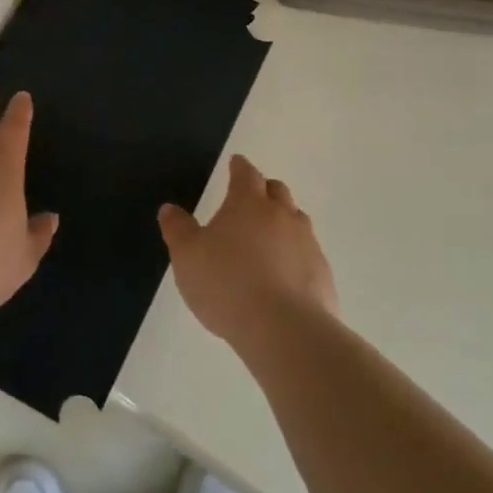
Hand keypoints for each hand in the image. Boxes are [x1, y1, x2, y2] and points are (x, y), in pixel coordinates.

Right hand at [157, 155, 337, 351]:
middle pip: (277, 191)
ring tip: (269, 236)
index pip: (246, 174)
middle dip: (264, 190)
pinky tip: (284, 275)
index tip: (236, 162)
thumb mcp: (187, 256)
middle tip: (252, 198)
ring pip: (297, 221)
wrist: (283, 329)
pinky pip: (308, 254)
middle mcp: (282, 216)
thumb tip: (169, 209)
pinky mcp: (323, 275)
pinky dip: (295, 256)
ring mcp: (307, 244)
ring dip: (283, 221)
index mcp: (248, 204)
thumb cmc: (226, 283)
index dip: (239, 167)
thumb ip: (178, 229)